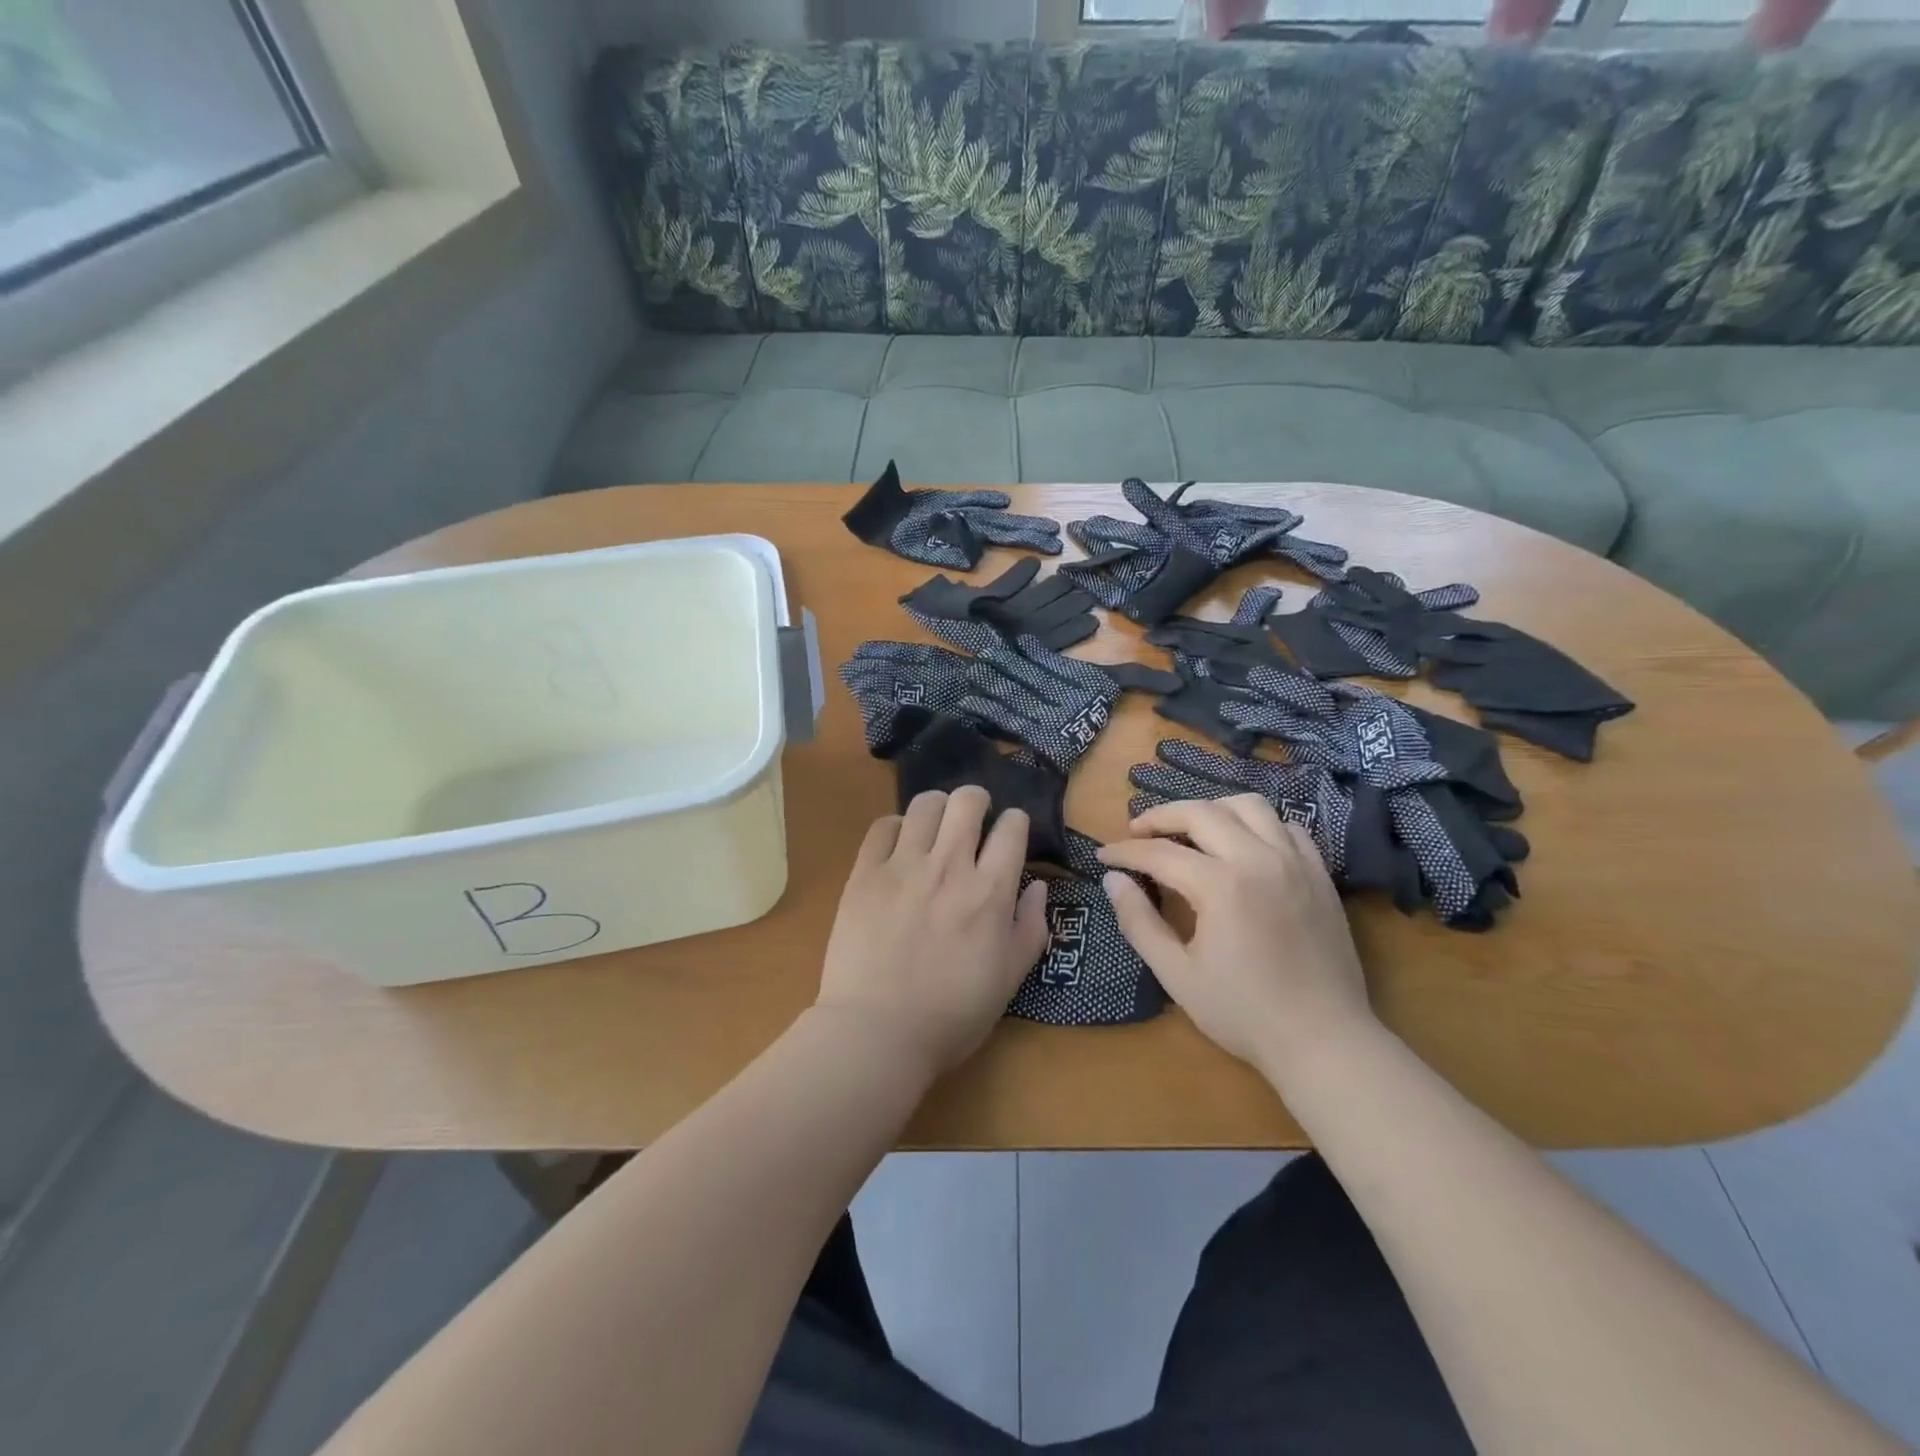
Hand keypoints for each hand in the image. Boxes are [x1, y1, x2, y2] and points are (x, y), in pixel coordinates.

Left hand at [816, 787, 1049, 1077]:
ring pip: (925, 804)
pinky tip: (899, 848)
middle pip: (967, 800)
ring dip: (937, 809)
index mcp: (990, 891)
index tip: (1009, 834)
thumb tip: (1038, 887)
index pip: (1012, 827)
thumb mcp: (1010, 978)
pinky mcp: (865, 873)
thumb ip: (1031, 927)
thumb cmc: (952, 1014)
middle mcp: (950, 866)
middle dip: (977, 801)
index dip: (1014, 823)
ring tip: (934, 829)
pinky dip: (896, 828)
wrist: (878, 1032)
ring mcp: (903, 866)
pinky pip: (883, 826)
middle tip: (972, 821)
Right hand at [1097, 795, 1375, 1076]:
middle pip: (1201, 813)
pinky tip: (1242, 844)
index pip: (1160, 853)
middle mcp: (1258, 858)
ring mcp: (1295, 861)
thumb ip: (1139, 922)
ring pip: (1248, 806)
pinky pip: (1286, 826)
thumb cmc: (1244, 1014)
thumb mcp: (1177, 974)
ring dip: (1211, 809)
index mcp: (1220, 885)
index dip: (1125, 851)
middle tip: (1137, 831)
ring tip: (1190, 828)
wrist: (1325, 1041)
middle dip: (1161, 816)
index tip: (1103, 856)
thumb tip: (1113, 880)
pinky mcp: (1319, 873)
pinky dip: (1257, 824)